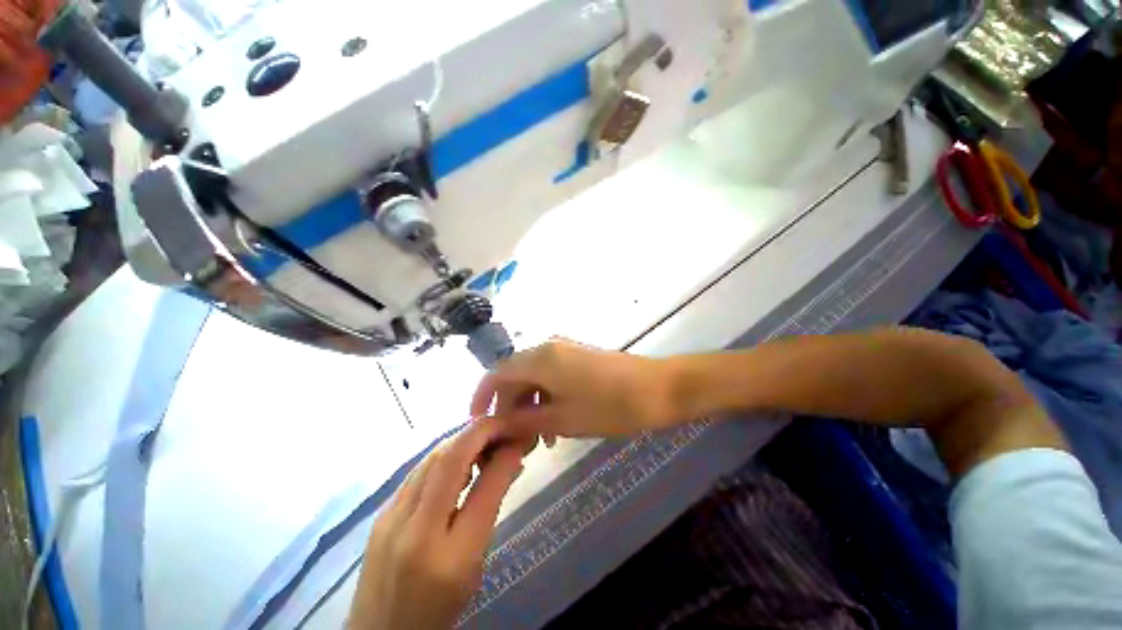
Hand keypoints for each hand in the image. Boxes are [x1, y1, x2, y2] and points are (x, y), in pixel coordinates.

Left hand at [347, 419, 529, 629]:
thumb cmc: (438, 609)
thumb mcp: (475, 566)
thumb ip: (491, 509)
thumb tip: (509, 459)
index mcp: (450, 558)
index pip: (484, 489)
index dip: (504, 454)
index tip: (518, 437)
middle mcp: (415, 532)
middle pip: (449, 460)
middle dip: (480, 432)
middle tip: (502, 426)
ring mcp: (390, 519)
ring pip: (431, 458)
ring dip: (462, 439)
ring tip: (485, 438)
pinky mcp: (381, 513)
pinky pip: (418, 470)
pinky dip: (444, 454)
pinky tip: (458, 456)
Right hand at [470, 339, 676, 439]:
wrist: (659, 389)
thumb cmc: (610, 405)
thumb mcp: (562, 418)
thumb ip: (524, 420)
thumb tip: (495, 424)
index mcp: (539, 358)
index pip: (497, 372)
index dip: (483, 396)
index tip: (479, 424)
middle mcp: (548, 347)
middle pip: (515, 375)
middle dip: (509, 407)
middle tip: (513, 441)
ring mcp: (565, 350)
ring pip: (534, 377)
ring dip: (529, 405)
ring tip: (536, 440)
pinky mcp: (579, 358)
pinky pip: (551, 376)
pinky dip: (546, 398)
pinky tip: (554, 424)